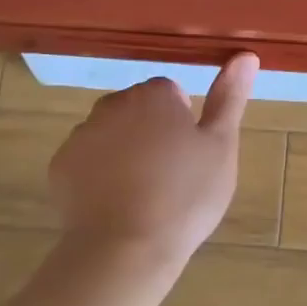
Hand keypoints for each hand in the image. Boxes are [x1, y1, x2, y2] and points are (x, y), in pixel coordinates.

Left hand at [48, 53, 257, 275]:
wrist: (125, 250)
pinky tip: (115, 204)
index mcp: (153, 95)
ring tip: (143, 194)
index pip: (171, 93)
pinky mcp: (60, 166)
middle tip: (171, 175)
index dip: (183, 123)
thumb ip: (230, 98)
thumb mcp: (221, 146)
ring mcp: (81, 135)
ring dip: (124, 152)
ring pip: (111, 134)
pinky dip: (98, 175)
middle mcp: (112, 104)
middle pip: (138, 110)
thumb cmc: (184, 196)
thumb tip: (246, 55)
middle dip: (151, 132)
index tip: (190, 155)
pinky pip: (86, 161)